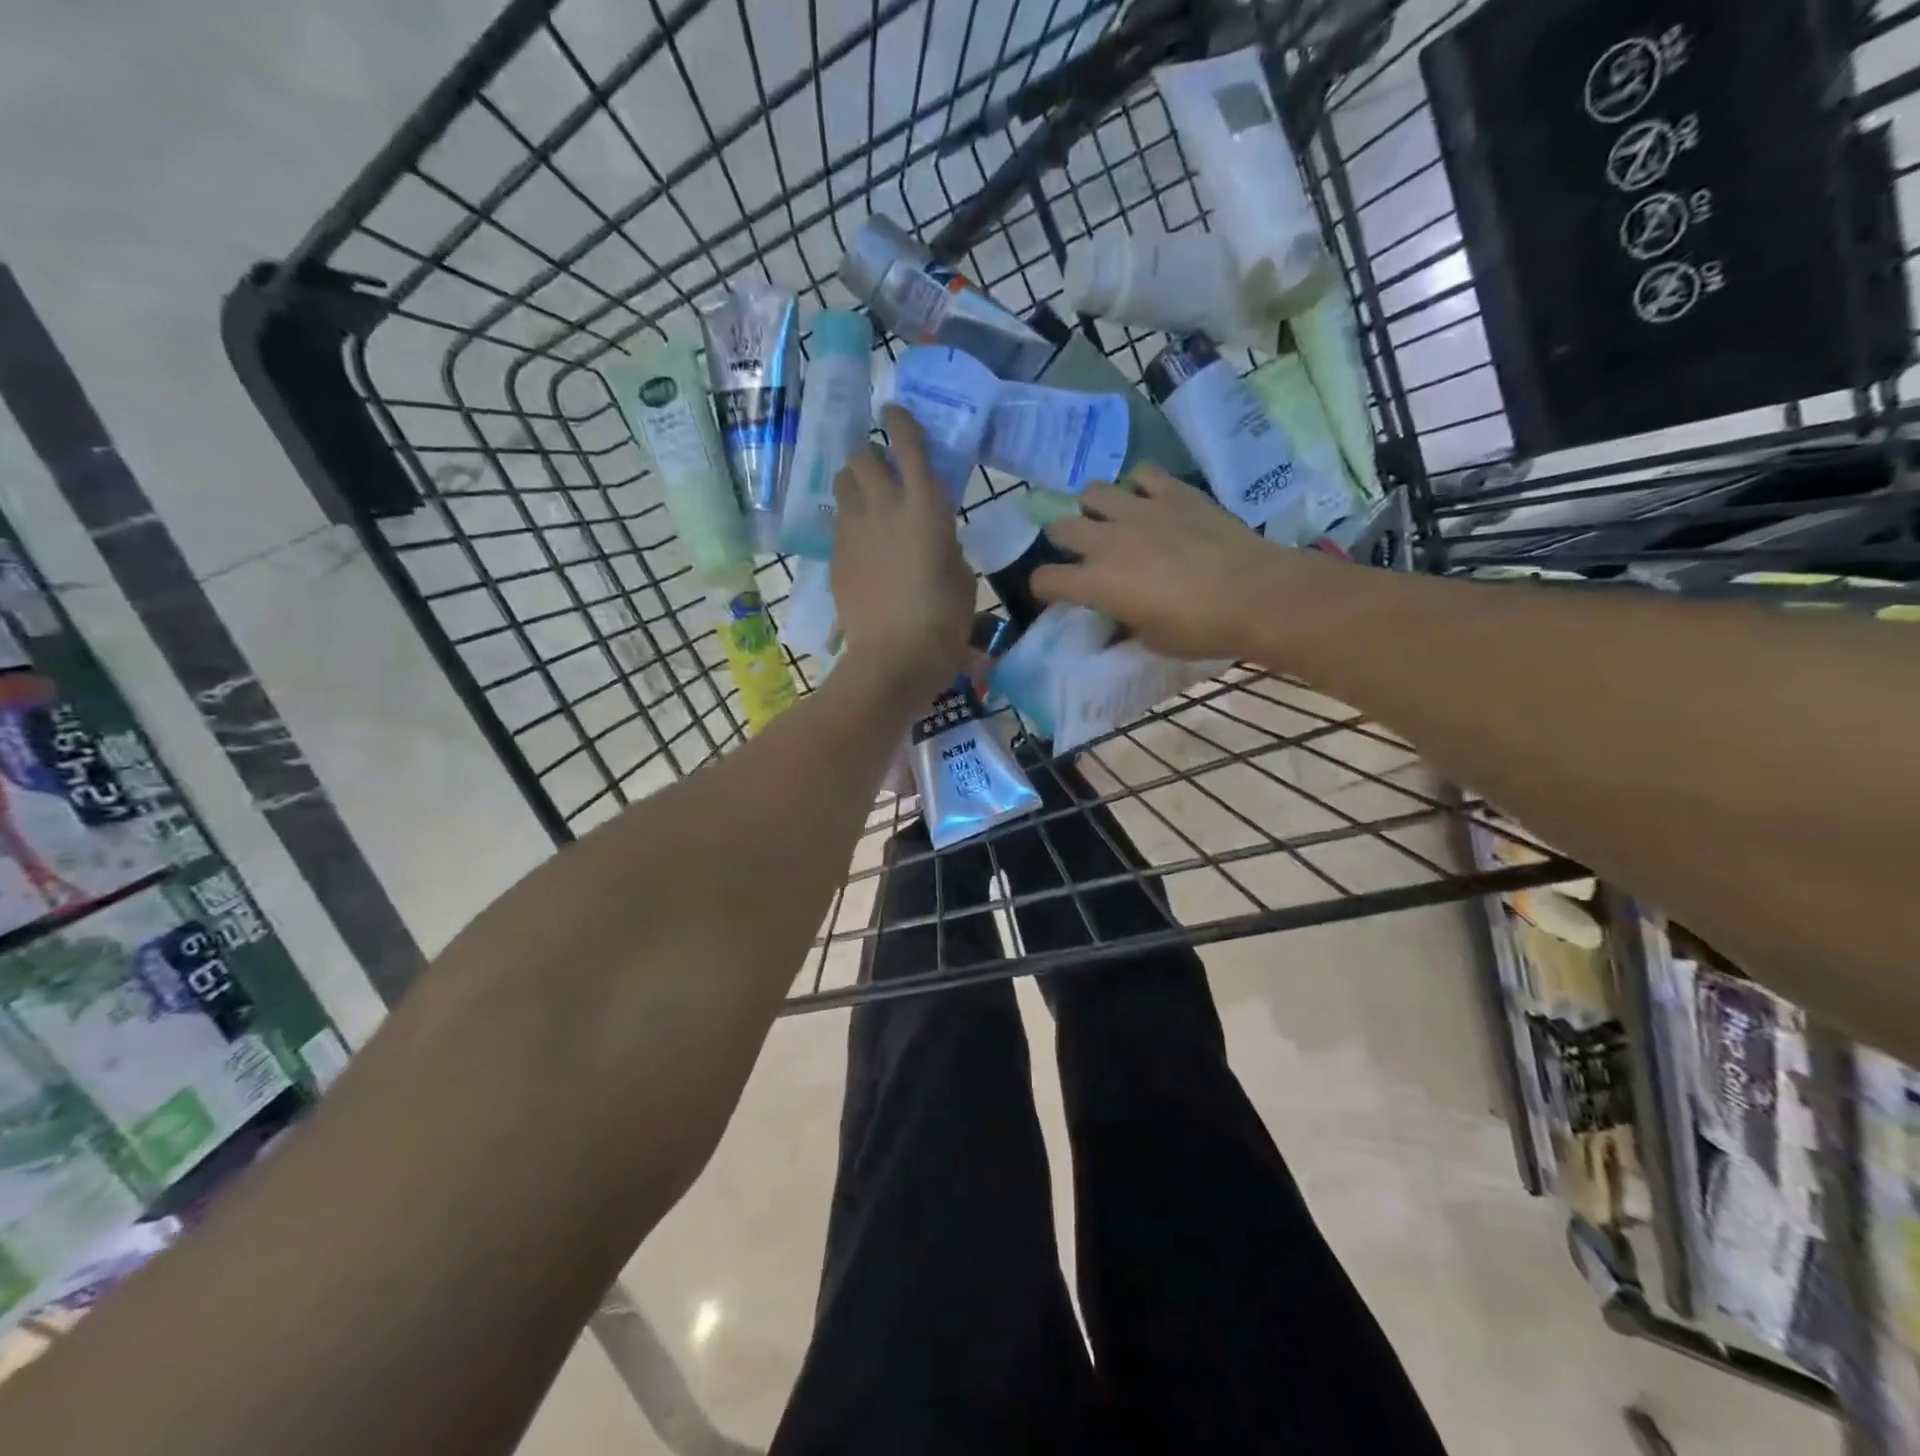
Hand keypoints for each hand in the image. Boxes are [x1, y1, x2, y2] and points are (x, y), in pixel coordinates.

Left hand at [831, 405, 973, 705]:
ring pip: (841, 483)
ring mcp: (853, 530)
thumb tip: (933, 538)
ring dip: (854, 483)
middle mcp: (883, 506)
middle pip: (862, 455)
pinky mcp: (834, 556)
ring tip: (866, 501)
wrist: (893, 657)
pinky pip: (837, 521)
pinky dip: (847, 520)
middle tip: (882, 470)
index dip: (900, 421)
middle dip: (870, 455)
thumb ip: (946, 544)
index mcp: (924, 506)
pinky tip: (860, 542)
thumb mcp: (961, 576)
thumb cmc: (943, 620)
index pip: (907, 444)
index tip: (893, 411)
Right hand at [1031, 467, 1342, 661]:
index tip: (1056, 593)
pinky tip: (1149, 500)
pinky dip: (1138, 486)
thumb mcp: (1152, 642)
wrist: (1255, 594)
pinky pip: (1142, 475)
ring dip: (1093, 506)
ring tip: (1108, 518)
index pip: (1045, 579)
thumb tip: (1116, 621)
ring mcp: (1139, 510)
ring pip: (1092, 491)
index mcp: (1096, 583)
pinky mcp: (1173, 492)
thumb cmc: (1201, 629)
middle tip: (1080, 551)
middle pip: (1060, 526)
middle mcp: (1107, 540)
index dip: (1044, 588)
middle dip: (1062, 539)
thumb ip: (1124, 626)